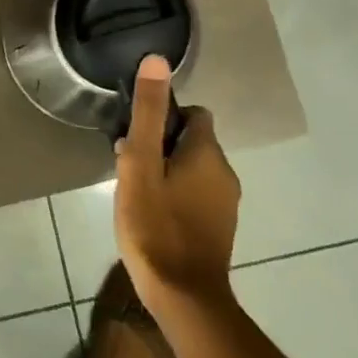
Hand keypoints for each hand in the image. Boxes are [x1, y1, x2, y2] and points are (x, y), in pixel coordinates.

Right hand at [113, 54, 239, 311]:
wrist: (184, 297)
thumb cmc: (155, 224)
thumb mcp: (140, 163)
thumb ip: (148, 112)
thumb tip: (158, 59)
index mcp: (208, 152)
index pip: (193, 113)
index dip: (164, 118)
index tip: (138, 137)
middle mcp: (226, 172)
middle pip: (192, 141)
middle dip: (161, 145)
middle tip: (130, 167)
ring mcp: (227, 203)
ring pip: (193, 169)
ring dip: (167, 171)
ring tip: (137, 192)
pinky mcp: (221, 228)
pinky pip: (197, 195)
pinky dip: (177, 195)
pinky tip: (154, 215)